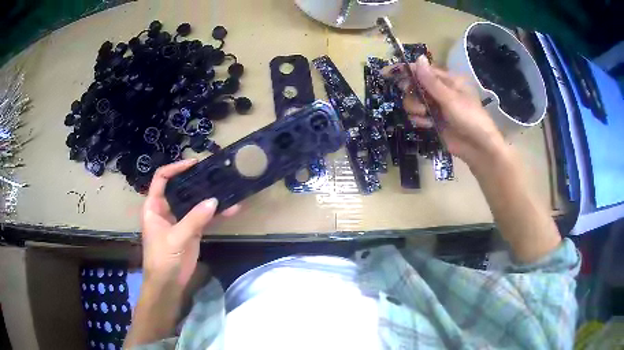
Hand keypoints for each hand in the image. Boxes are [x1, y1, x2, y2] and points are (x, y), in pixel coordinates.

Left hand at [140, 159, 238, 287]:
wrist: (168, 284)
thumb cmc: (162, 259)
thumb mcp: (175, 238)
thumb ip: (194, 219)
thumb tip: (214, 201)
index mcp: (154, 206)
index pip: (161, 179)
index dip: (175, 168)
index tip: (194, 164)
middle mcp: (166, 209)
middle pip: (180, 188)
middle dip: (196, 180)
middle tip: (214, 173)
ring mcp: (180, 220)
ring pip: (194, 202)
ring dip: (209, 197)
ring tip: (226, 188)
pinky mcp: (191, 231)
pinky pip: (204, 217)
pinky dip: (216, 214)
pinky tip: (231, 210)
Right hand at [382, 56, 504, 165]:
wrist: (478, 148)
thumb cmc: (469, 117)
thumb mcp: (450, 98)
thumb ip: (431, 81)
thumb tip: (418, 58)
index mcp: (448, 80)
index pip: (422, 71)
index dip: (405, 71)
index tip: (386, 73)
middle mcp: (440, 91)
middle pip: (414, 86)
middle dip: (412, 94)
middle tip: (416, 101)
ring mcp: (436, 107)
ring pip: (413, 102)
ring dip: (415, 109)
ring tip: (426, 116)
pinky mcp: (433, 121)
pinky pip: (417, 116)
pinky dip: (419, 120)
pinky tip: (428, 125)